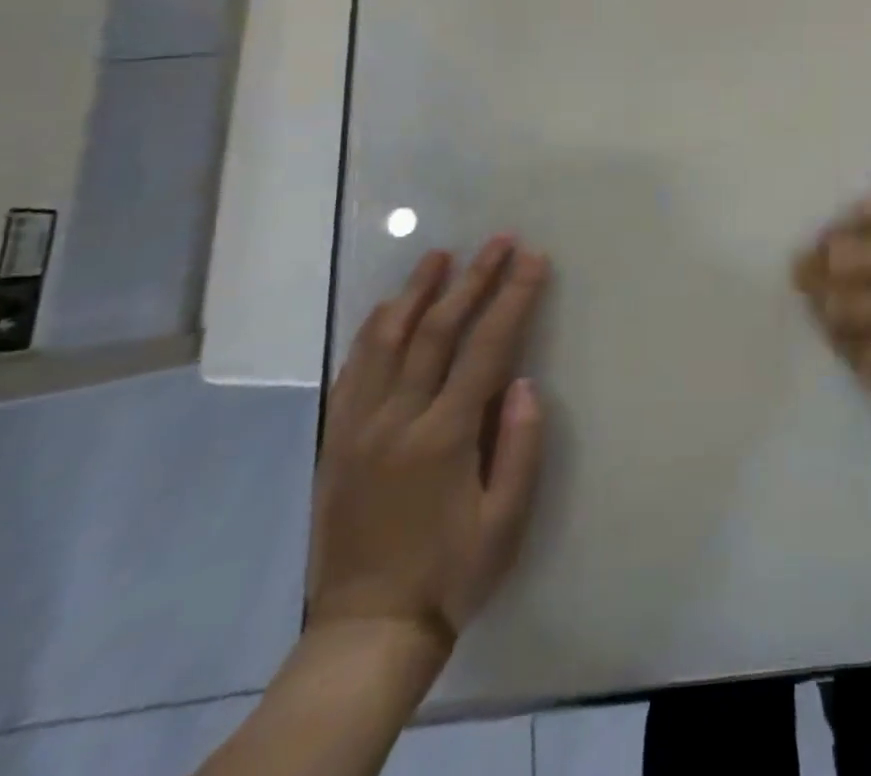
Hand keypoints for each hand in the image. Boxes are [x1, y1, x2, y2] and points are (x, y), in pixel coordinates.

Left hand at [308, 235, 549, 657]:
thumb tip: (526, 382)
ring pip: (386, 341)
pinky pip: (353, 370)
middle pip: (436, 330)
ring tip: (439, 256)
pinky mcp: (337, 440)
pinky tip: (388, 308)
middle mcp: (397, 420)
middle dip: (472, 279)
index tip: (533, 258)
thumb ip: (520, 445)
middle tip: (497, 240)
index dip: (513, 297)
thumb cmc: (452, 571)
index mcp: (444, 436)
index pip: (487, 347)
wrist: (367, 630)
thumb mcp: (506, 520)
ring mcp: (359, 427)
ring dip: (416, 292)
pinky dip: (372, 330)